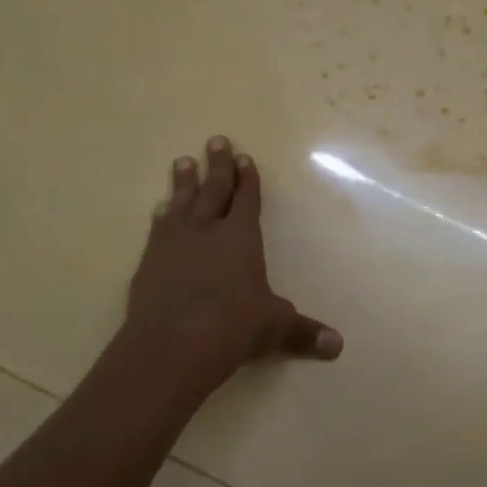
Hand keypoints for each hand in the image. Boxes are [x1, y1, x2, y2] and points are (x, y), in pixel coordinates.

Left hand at [126, 136, 342, 384]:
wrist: (170, 345)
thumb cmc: (232, 327)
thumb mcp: (273, 327)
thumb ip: (302, 332)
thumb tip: (337, 346)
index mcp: (241, 237)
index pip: (247, 199)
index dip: (247, 179)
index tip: (245, 157)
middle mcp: (207, 231)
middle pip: (213, 190)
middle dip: (218, 165)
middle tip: (215, 140)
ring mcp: (174, 244)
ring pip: (181, 203)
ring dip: (184, 183)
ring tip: (183, 162)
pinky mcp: (149, 263)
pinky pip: (158, 230)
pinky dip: (161, 217)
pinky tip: (160, 210)